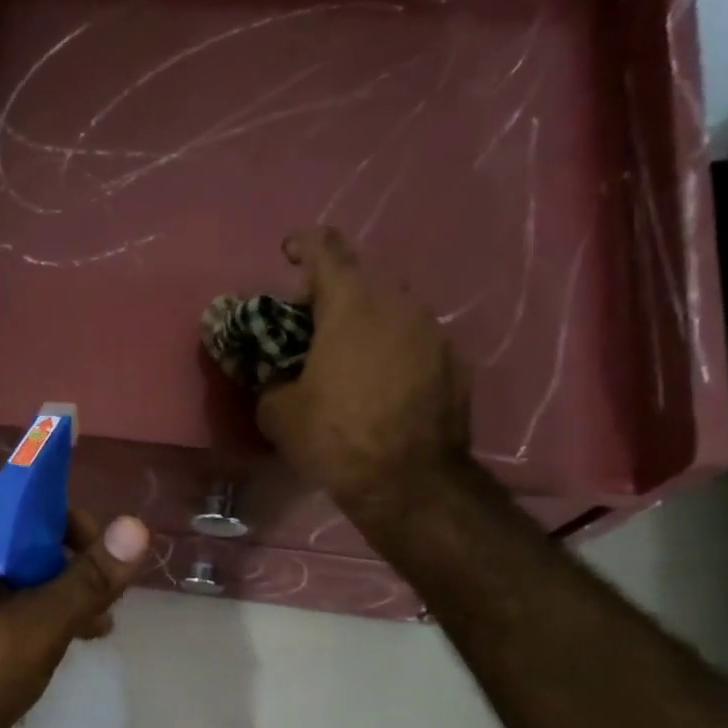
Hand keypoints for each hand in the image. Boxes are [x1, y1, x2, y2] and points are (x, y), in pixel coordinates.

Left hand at [0, 498, 150, 727]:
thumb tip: (136, 526)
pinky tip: (47, 652)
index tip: (102, 557)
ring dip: (52, 595)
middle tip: (102, 607)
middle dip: (70, 565)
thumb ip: (89, 578)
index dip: (71, 519)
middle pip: (22, 536)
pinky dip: (26, 617)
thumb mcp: (39, 626)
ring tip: (90, 634)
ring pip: (10, 576)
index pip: (26, 495)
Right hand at [256, 226, 470, 530]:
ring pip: (394, 312)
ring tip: (349, 357)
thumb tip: (275, 377)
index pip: (326, 250)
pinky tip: (382, 385)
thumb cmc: (336, 438)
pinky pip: (416, 343)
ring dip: (368, 324)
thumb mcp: (279, 413)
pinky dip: (395, 352)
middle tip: (312, 324)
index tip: (289, 252)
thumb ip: (271, 380)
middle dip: (334, 295)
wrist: (410, 483)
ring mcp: (434, 333)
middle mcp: (399, 305)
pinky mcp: (456, 363)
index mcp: (351, 305)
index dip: (304, 245)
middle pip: (362, 282)